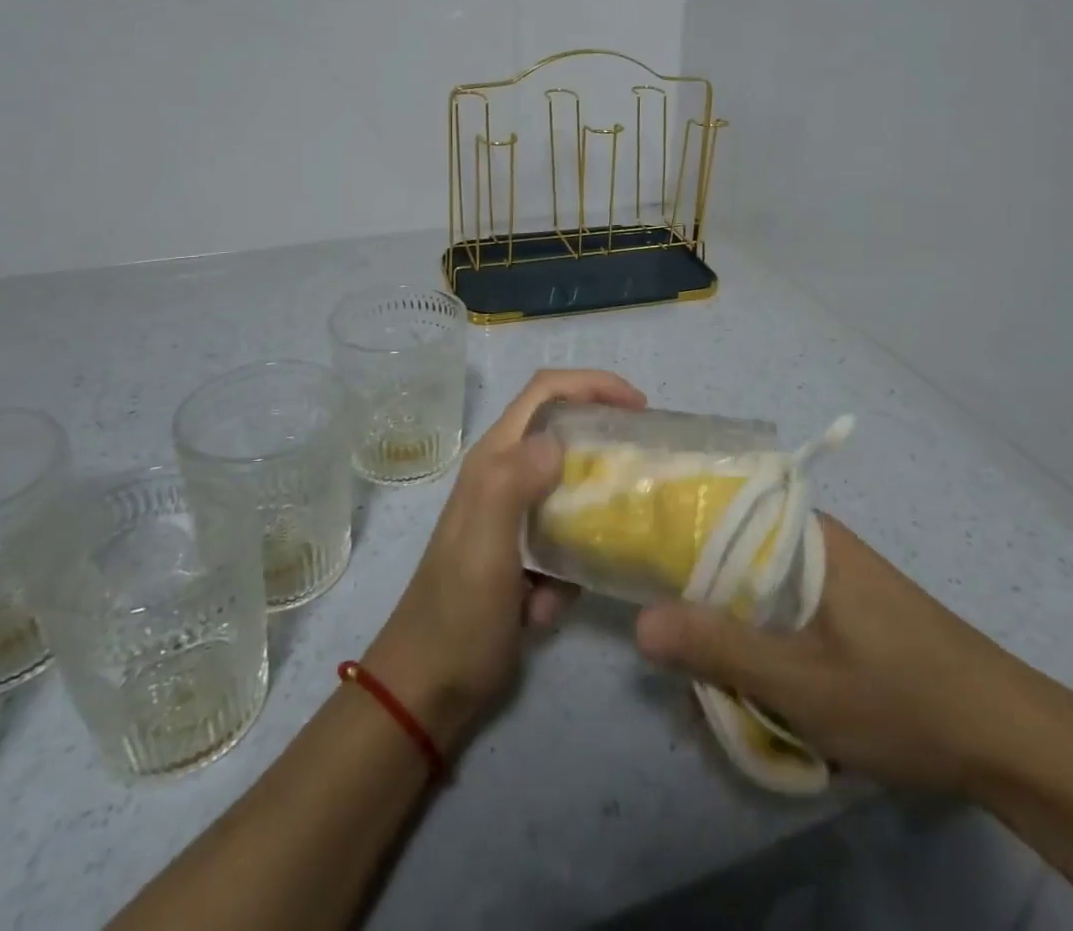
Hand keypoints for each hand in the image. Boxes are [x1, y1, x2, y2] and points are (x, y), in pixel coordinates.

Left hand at [364, 368, 646, 750]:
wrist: (428, 690)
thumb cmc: (458, 613)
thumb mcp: (485, 544)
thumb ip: (514, 483)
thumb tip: (558, 441)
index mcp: (494, 460)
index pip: (545, 391)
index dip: (592, 384)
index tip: (638, 407)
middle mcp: (504, 476)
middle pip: (564, 433)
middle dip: (603, 446)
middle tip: (644, 467)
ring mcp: (514, 517)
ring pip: (571, 490)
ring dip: (588, 519)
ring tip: (610, 546)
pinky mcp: (524, 554)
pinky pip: (565, 542)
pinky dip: (569, 568)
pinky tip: (551, 605)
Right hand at [634, 514, 1042, 794]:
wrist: (1011, 739)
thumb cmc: (902, 696)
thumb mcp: (800, 683)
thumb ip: (718, 649)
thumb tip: (640, 623)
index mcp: (803, 536)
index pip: (718, 515)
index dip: (675, 540)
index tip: (639, 572)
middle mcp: (816, 544)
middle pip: (736, 562)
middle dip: (707, 612)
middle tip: (684, 662)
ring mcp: (836, 578)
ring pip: (762, 598)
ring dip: (741, 641)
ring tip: (725, 692)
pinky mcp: (852, 611)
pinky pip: (790, 619)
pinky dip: (772, 651)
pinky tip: (770, 697)